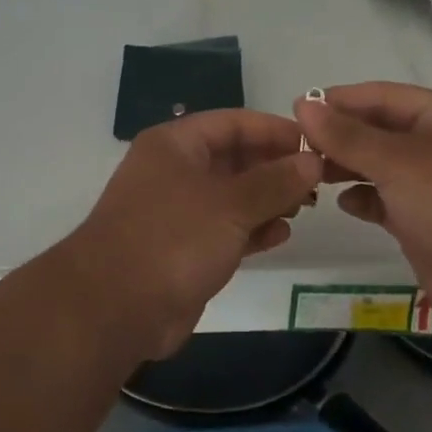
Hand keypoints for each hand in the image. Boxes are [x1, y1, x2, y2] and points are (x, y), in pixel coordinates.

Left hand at [66, 110, 321, 358]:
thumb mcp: (231, 205)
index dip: (274, 130)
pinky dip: (252, 229)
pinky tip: (281, 235)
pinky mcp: (182, 249)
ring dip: (268, 199)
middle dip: (275, 167)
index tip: (315, 142)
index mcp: (176, 145)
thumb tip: (312, 160)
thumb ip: (275, 181)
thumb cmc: (173, 239)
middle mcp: (174, 171)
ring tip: (306, 207)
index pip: (233, 123)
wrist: (114, 309)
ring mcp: (177, 212)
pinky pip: (225, 229)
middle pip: (234, 158)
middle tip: (318, 180)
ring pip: (232, 196)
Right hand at [295, 82, 431, 327]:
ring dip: (346, 167)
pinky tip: (342, 202)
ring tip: (309, 172)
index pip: (383, 96)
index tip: (299, 107)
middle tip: (296, 144)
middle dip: (340, 135)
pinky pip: (386, 201)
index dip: (341, 100)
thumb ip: (346, 135)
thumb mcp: (397, 161)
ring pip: (380, 166)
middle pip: (379, 130)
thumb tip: (303, 104)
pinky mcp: (425, 222)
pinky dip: (363, 199)